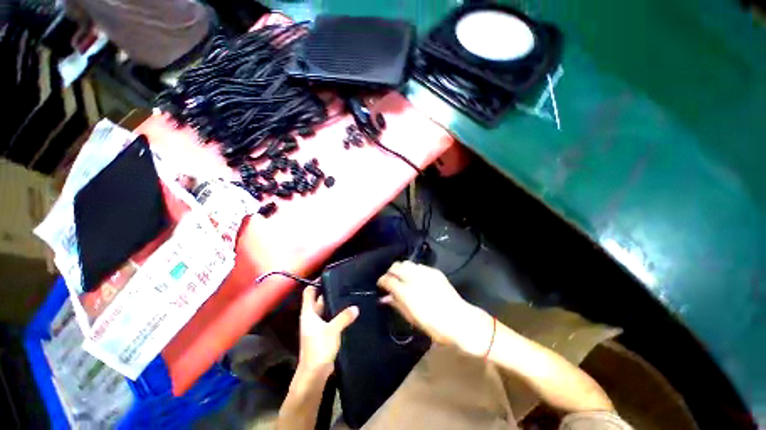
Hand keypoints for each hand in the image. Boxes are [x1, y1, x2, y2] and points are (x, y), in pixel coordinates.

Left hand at [298, 286, 358, 377]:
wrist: (314, 373)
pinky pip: (331, 318)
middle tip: (344, 283)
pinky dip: (338, 314)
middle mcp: (312, 317)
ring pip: (326, 309)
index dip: (316, 283)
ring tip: (349, 294)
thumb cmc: (319, 349)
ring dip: (335, 303)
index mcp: (308, 313)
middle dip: (329, 292)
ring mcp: (317, 325)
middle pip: (319, 300)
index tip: (328, 275)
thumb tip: (356, 307)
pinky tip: (349, 311)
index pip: (309, 292)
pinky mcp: (324, 333)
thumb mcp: (332, 330)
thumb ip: (344, 317)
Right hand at [377, 261, 490, 355]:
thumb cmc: (434, 326)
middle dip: (390, 272)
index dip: (382, 281)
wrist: (460, 320)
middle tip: (391, 280)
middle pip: (396, 266)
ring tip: (403, 278)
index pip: (388, 279)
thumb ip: (396, 304)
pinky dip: (413, 270)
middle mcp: (415, 278)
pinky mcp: (435, 271)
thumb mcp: (412, 318)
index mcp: (407, 292)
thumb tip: (384, 298)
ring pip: (407, 263)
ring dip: (401, 269)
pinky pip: (419, 266)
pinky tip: (416, 278)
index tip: (381, 284)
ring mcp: (426, 273)